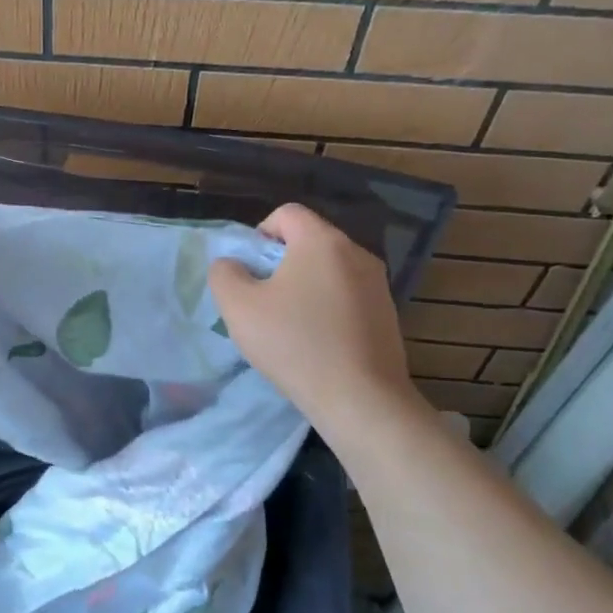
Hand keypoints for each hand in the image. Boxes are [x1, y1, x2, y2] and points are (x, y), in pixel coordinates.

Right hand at [209, 204, 423, 429]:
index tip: (251, 272)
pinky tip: (318, 342)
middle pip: (309, 240)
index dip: (260, 234)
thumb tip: (232, 265)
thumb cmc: (294, 344)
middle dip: (281, 263)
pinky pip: (348, 295)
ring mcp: (378, 284)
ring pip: (329, 270)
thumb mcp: (239, 308)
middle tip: (264, 300)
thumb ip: (225, 274)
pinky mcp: (388, 314)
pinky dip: (328, 307)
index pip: (286, 213)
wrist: (361, 399)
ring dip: (305, 286)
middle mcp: (356, 252)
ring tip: (290, 325)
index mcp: (322, 241)